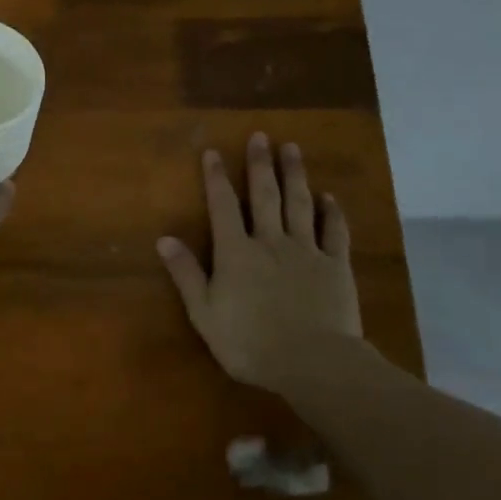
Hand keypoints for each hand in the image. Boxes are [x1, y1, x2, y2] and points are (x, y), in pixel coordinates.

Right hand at [156, 132, 361, 393]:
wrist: (313, 363)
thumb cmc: (249, 342)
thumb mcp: (204, 313)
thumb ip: (186, 274)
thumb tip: (164, 239)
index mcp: (236, 253)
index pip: (223, 207)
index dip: (216, 178)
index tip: (214, 152)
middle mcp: (270, 242)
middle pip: (264, 196)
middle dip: (260, 164)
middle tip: (260, 136)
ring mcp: (306, 251)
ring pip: (300, 204)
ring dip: (295, 175)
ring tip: (292, 149)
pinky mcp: (336, 266)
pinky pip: (335, 232)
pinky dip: (332, 212)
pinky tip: (329, 197)